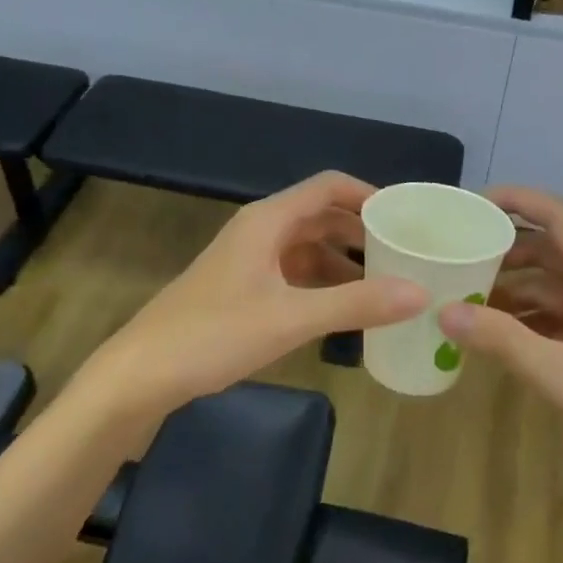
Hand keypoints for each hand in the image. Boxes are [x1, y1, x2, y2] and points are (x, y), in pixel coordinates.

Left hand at [86, 171, 427, 412]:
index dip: (369, 195)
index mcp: (269, 221)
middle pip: (321, 216)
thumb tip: (421, 292)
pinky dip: (322, 284)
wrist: (141, 374)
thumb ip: (357, 304)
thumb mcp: (291, 319)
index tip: (407, 217)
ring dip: (344, 261)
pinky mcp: (242, 288)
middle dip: (362, 231)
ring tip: (385, 284)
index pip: (329, 187)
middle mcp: (260, 231)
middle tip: (405, 253)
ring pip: (308, 248)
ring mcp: (249, 260)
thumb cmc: (214, 335)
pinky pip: (294, 274)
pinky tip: (344, 309)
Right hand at [437, 187, 562, 475]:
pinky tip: (496, 335)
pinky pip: (561, 314)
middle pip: (549, 249)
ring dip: (512, 289)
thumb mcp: (561, 375)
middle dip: (503, 251)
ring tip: (463, 298)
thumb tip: (444, 310)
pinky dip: (529, 318)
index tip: (469, 205)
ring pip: (553, 285)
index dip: (513, 200)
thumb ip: (502, 340)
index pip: (554, 215)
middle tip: (455, 258)